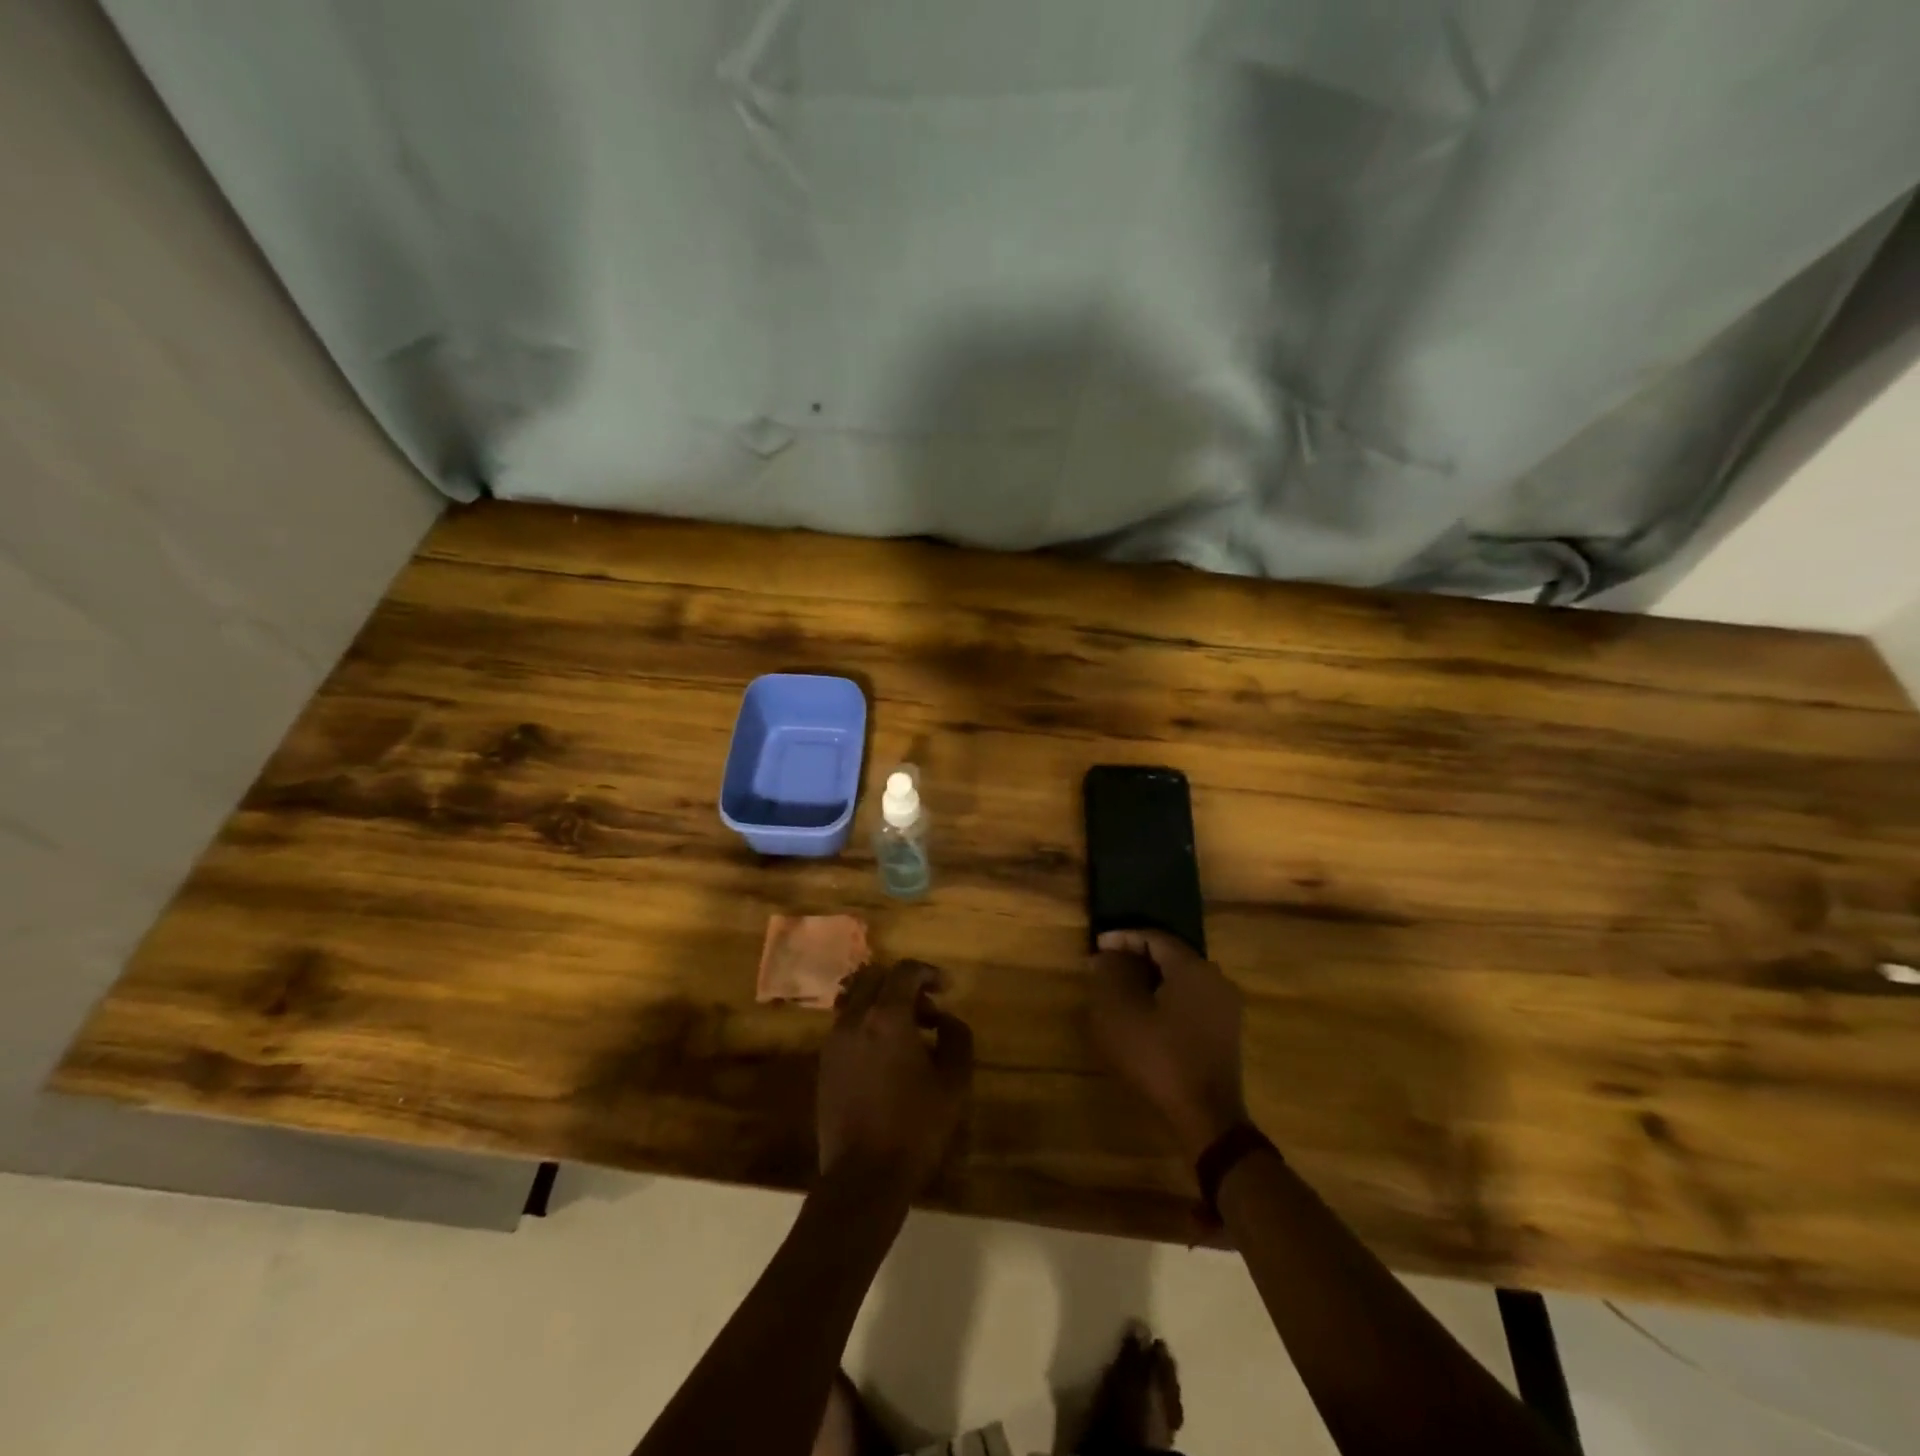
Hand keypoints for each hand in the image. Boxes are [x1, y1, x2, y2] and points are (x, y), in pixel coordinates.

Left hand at [818, 960, 972, 1193]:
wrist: (863, 1178)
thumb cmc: (914, 1127)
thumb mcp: (953, 1082)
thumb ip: (956, 1038)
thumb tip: (945, 1020)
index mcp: (886, 1017)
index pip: (905, 971)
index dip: (929, 972)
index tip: (947, 988)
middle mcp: (854, 1019)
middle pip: (874, 977)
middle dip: (903, 983)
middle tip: (927, 1009)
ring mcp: (834, 1041)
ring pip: (856, 1000)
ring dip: (882, 1003)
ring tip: (908, 1033)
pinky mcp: (824, 1063)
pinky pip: (846, 1025)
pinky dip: (867, 1024)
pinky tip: (886, 1055)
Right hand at [1088, 930, 1246, 1162]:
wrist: (1207, 1118)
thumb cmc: (1159, 1059)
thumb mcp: (1120, 1014)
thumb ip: (1110, 975)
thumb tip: (1106, 955)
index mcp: (1193, 968)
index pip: (1154, 937)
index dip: (1123, 938)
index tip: (1097, 947)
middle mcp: (1215, 978)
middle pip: (1171, 955)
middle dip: (1136, 957)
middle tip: (1106, 965)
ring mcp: (1225, 1006)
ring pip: (1182, 978)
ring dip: (1151, 979)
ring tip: (1122, 989)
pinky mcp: (1226, 1030)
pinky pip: (1192, 999)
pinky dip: (1167, 998)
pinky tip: (1147, 1014)